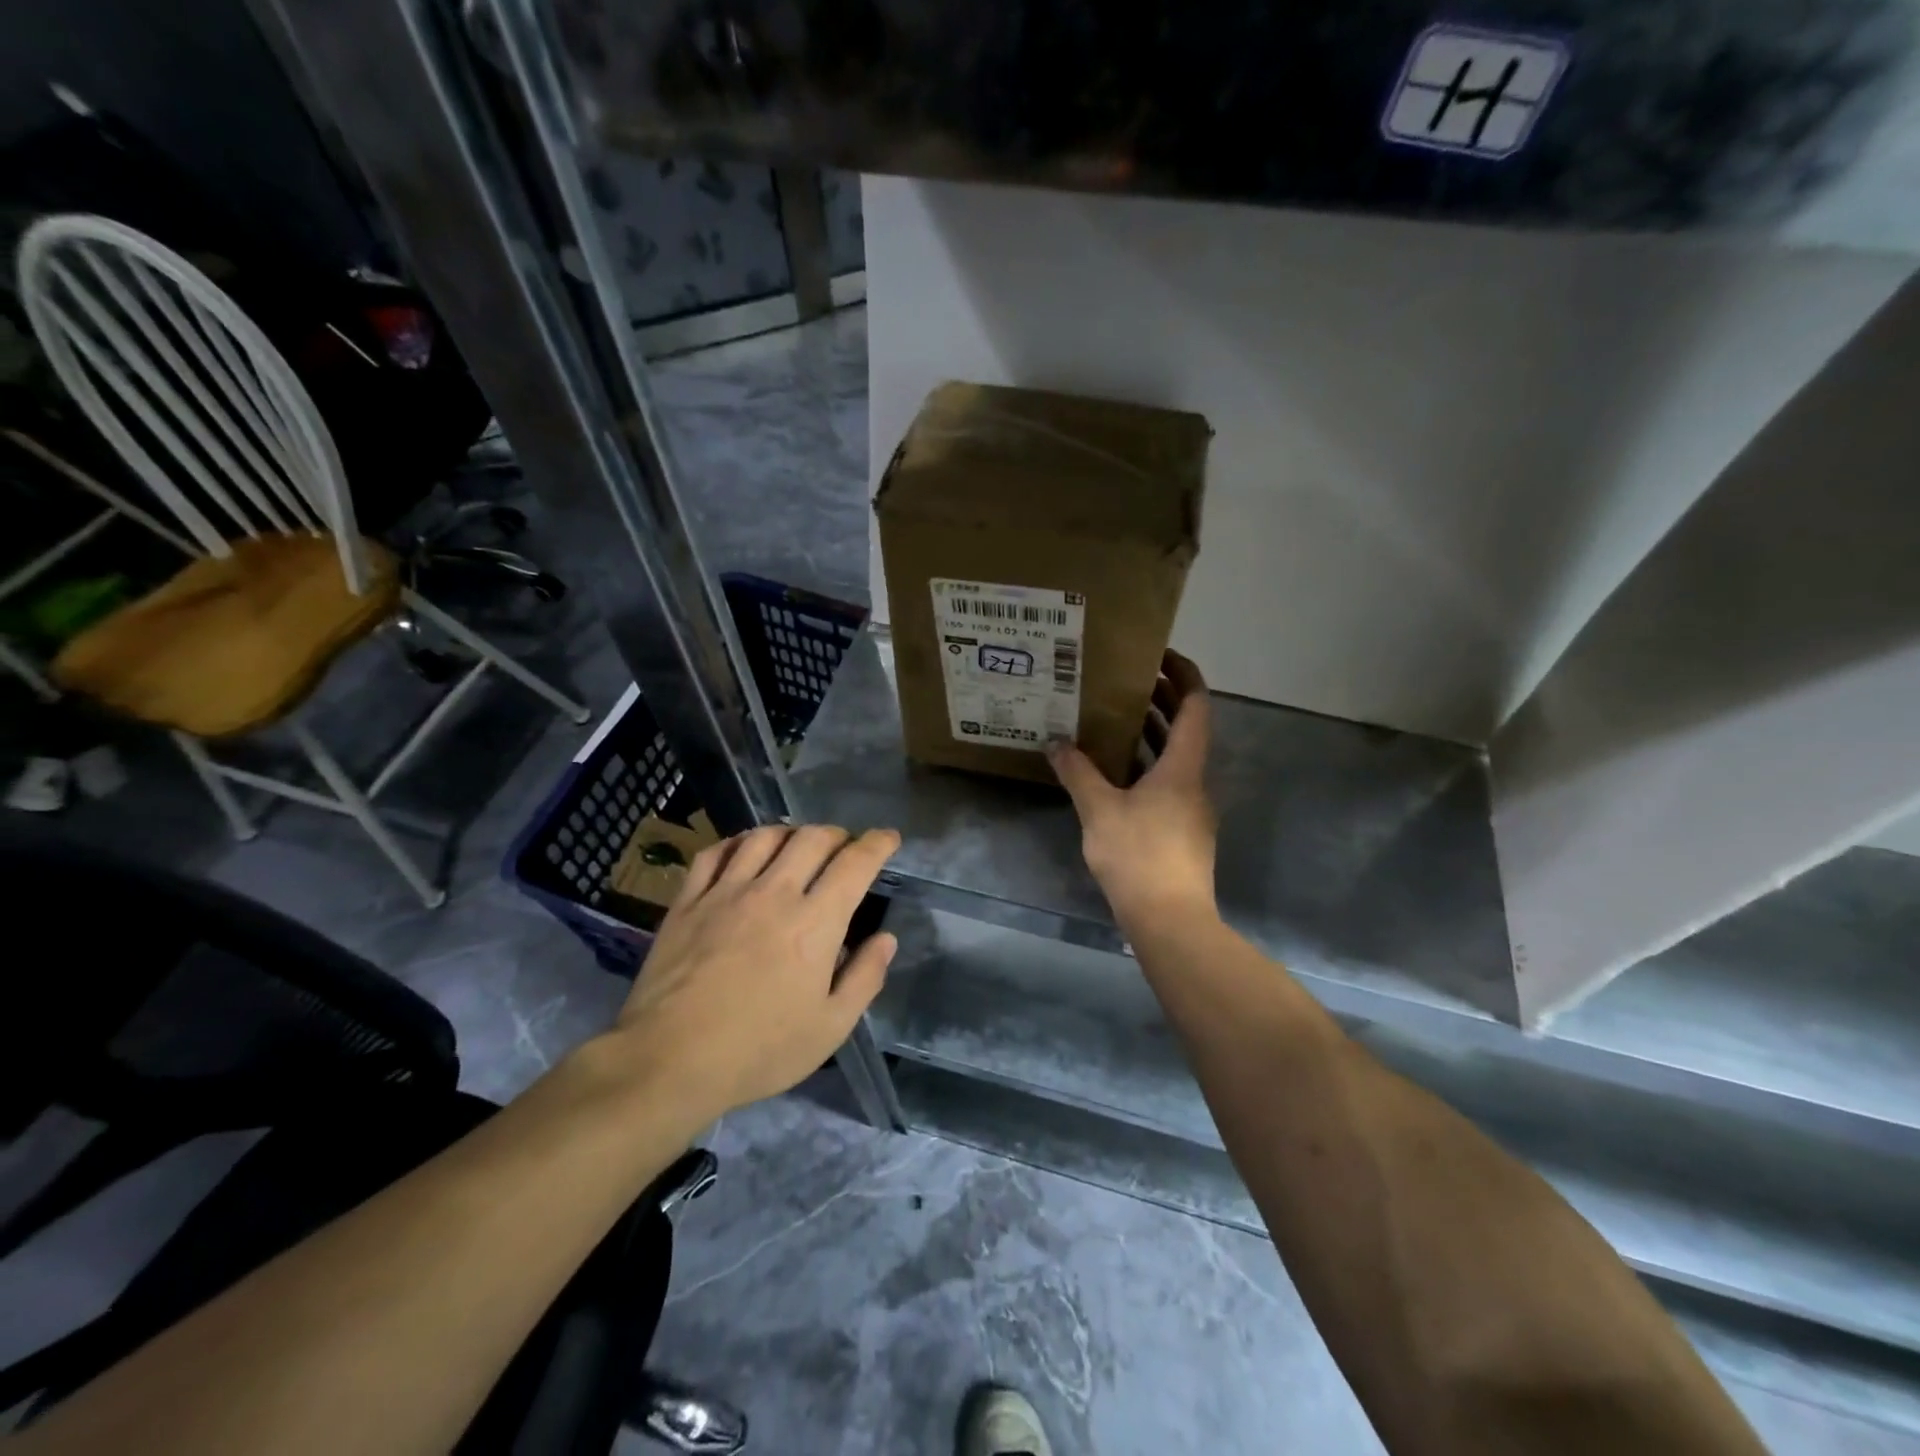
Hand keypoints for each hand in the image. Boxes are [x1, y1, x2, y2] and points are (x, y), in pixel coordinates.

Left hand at [613, 824, 899, 1120]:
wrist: (669, 1061)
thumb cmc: (759, 1050)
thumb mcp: (830, 1028)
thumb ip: (865, 978)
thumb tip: (886, 939)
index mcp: (815, 922)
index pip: (855, 864)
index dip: (877, 844)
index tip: (888, 838)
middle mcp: (774, 893)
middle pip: (812, 839)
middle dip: (837, 835)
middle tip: (844, 847)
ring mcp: (726, 892)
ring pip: (764, 837)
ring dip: (790, 833)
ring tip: (797, 845)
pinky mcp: (688, 901)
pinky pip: (715, 853)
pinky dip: (737, 842)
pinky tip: (743, 851)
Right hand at [1049, 650, 1217, 926]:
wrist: (1170, 919)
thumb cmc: (1139, 856)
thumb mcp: (1099, 810)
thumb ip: (1077, 771)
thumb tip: (1055, 742)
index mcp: (1183, 766)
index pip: (1195, 704)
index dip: (1182, 674)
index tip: (1157, 655)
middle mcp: (1194, 780)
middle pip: (1186, 727)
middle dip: (1160, 699)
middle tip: (1124, 680)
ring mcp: (1191, 807)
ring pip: (1175, 757)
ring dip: (1151, 733)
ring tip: (1113, 717)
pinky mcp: (1182, 830)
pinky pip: (1167, 782)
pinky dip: (1146, 765)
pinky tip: (1114, 771)